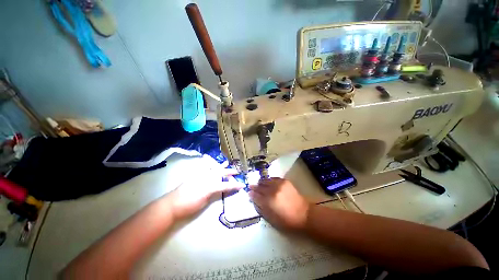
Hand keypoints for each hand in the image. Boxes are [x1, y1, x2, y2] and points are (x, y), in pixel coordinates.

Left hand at [166, 157, 243, 219]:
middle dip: (230, 172)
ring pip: (213, 167)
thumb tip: (223, 188)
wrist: (172, 204)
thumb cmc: (189, 206)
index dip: (235, 185)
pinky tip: (209, 160)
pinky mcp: (195, 174)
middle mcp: (207, 177)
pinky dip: (208, 163)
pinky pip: (203, 166)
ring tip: (226, 163)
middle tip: (237, 172)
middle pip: (221, 173)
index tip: (242, 185)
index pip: (226, 185)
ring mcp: (201, 174)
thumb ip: (215, 193)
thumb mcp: (205, 202)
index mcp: (211, 186)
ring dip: (220, 165)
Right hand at [249, 178, 309, 230]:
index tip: (249, 192)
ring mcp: (279, 184)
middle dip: (254, 187)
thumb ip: (260, 207)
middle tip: (251, 187)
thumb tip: (253, 198)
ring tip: (259, 184)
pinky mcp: (284, 181)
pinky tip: (268, 182)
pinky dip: (269, 180)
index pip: (256, 195)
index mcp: (269, 202)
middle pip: (260, 186)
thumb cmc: (287, 221)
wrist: (304, 214)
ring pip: (265, 180)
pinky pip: (273, 178)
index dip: (251, 194)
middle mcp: (272, 190)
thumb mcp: (271, 219)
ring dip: (261, 182)